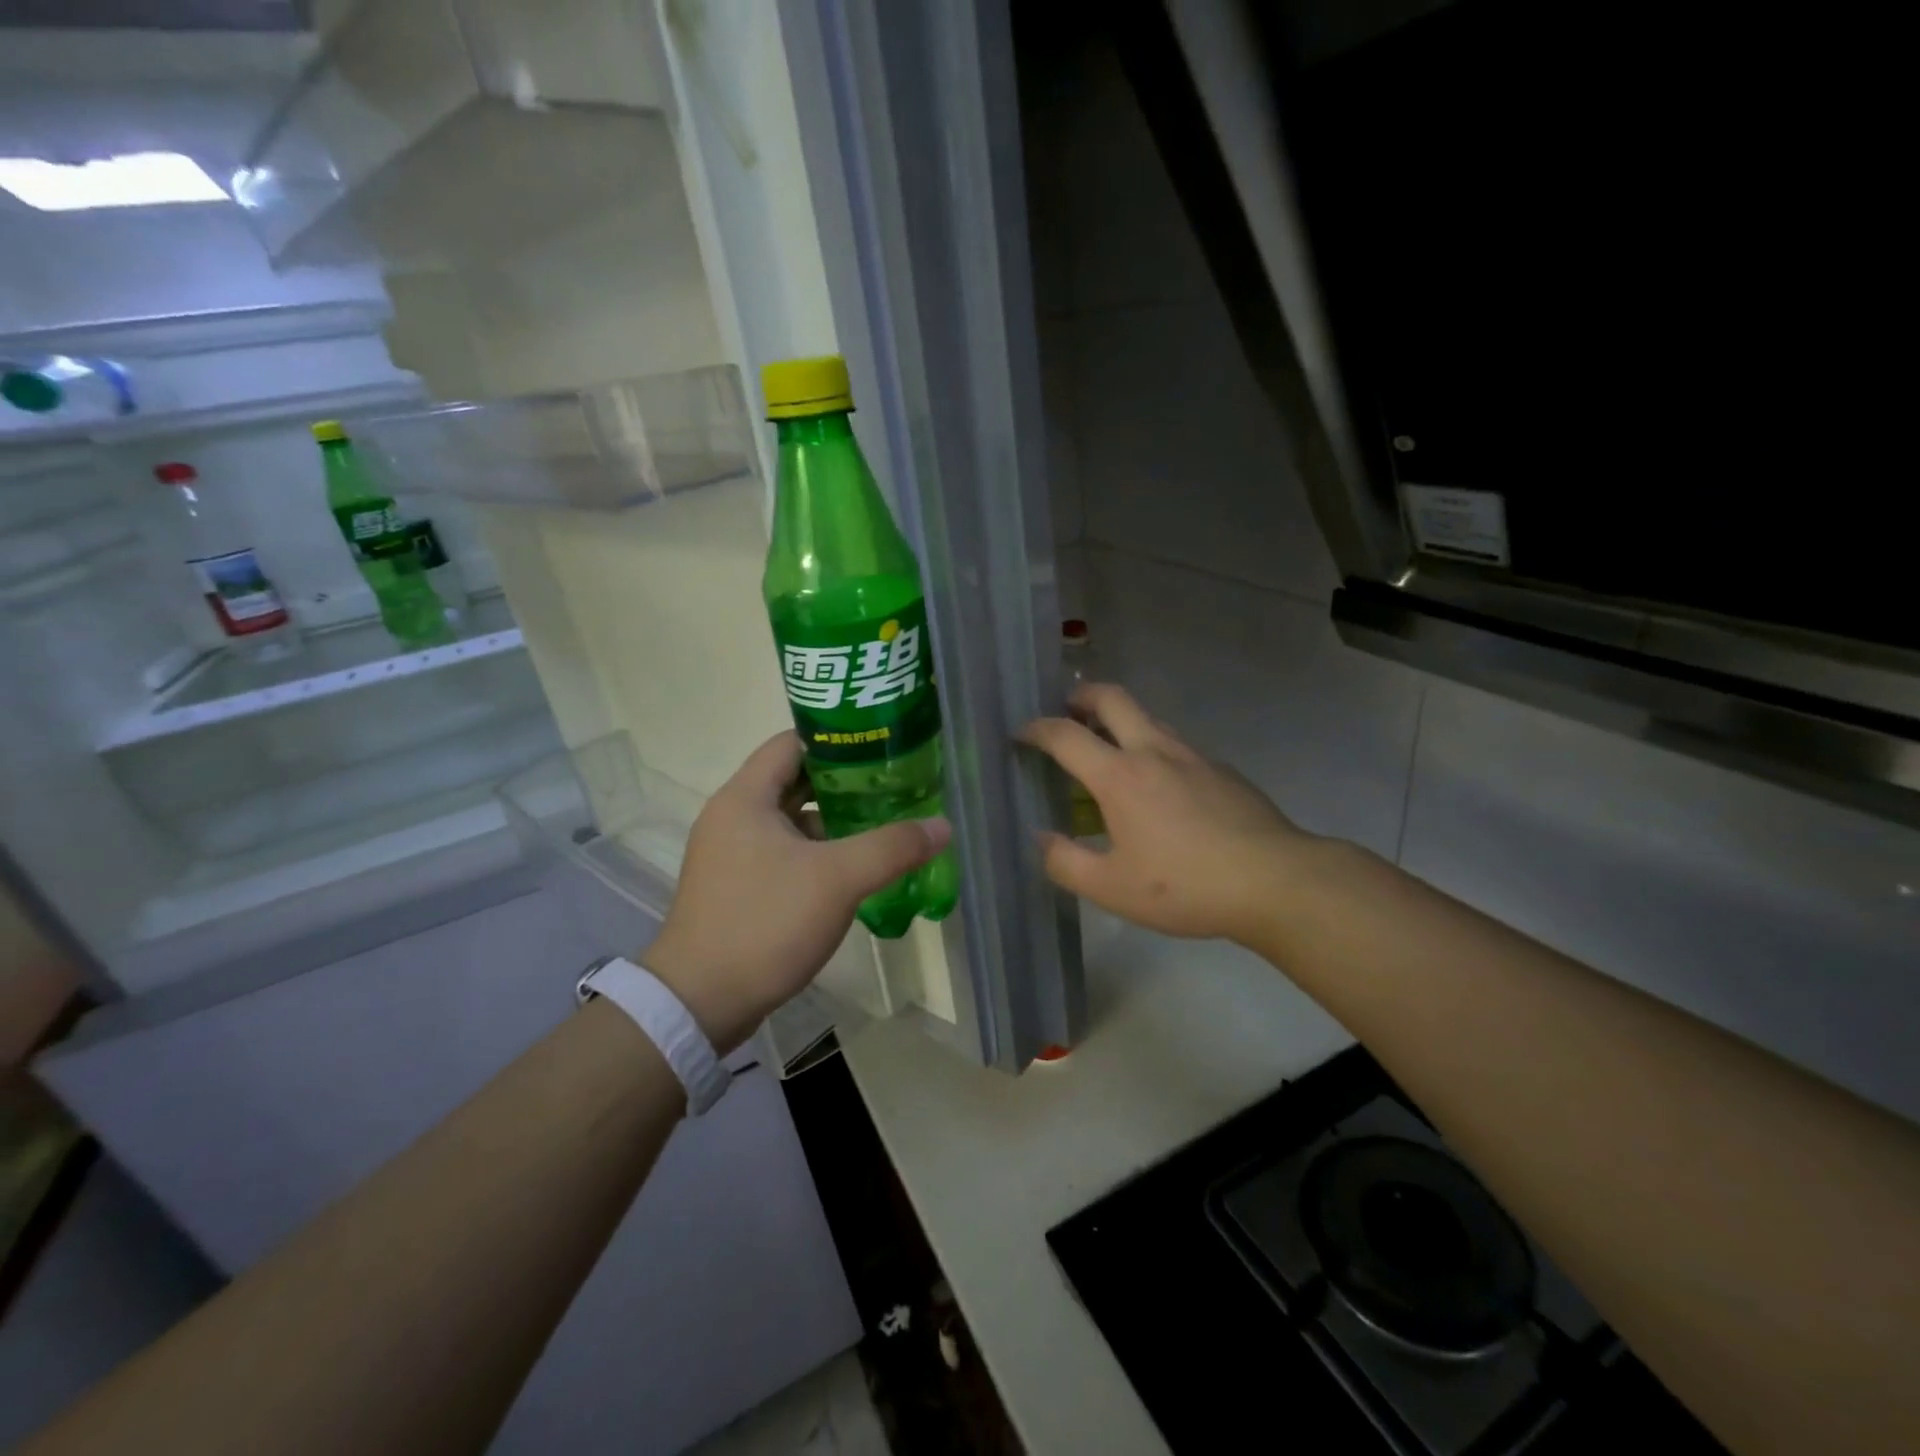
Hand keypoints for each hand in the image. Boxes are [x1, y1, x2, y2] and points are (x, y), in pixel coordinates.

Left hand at [642, 732, 950, 1052]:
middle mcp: (732, 816)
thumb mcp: (837, 880)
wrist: (699, 1003)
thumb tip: (943, 826)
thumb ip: (892, 847)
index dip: (838, 739)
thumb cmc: (765, 923)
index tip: (882, 747)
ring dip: (833, 821)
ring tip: (883, 825)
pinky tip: (853, 870)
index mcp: (745, 798)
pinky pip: (784, 853)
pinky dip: (817, 852)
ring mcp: (731, 854)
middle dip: (845, 783)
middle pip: (795, 780)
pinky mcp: (737, 887)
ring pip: (791, 821)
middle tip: (893, 787)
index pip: (793, 742)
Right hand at [1020, 683, 1315, 944]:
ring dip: (1120, 720)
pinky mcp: (1222, 770)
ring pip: (1148, 718)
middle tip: (1067, 709)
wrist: (1275, 881)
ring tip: (1108, 749)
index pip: (1065, 735)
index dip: (1036, 729)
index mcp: (1119, 776)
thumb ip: (1065, 862)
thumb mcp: (1111, 888)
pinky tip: (1160, 787)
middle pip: (1112, 699)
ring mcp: (1193, 756)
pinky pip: (1176, 745)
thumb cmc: (1184, 885)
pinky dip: (1153, 748)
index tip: (1021, 733)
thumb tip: (1042, 839)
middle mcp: (1153, 751)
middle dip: (1082, 696)